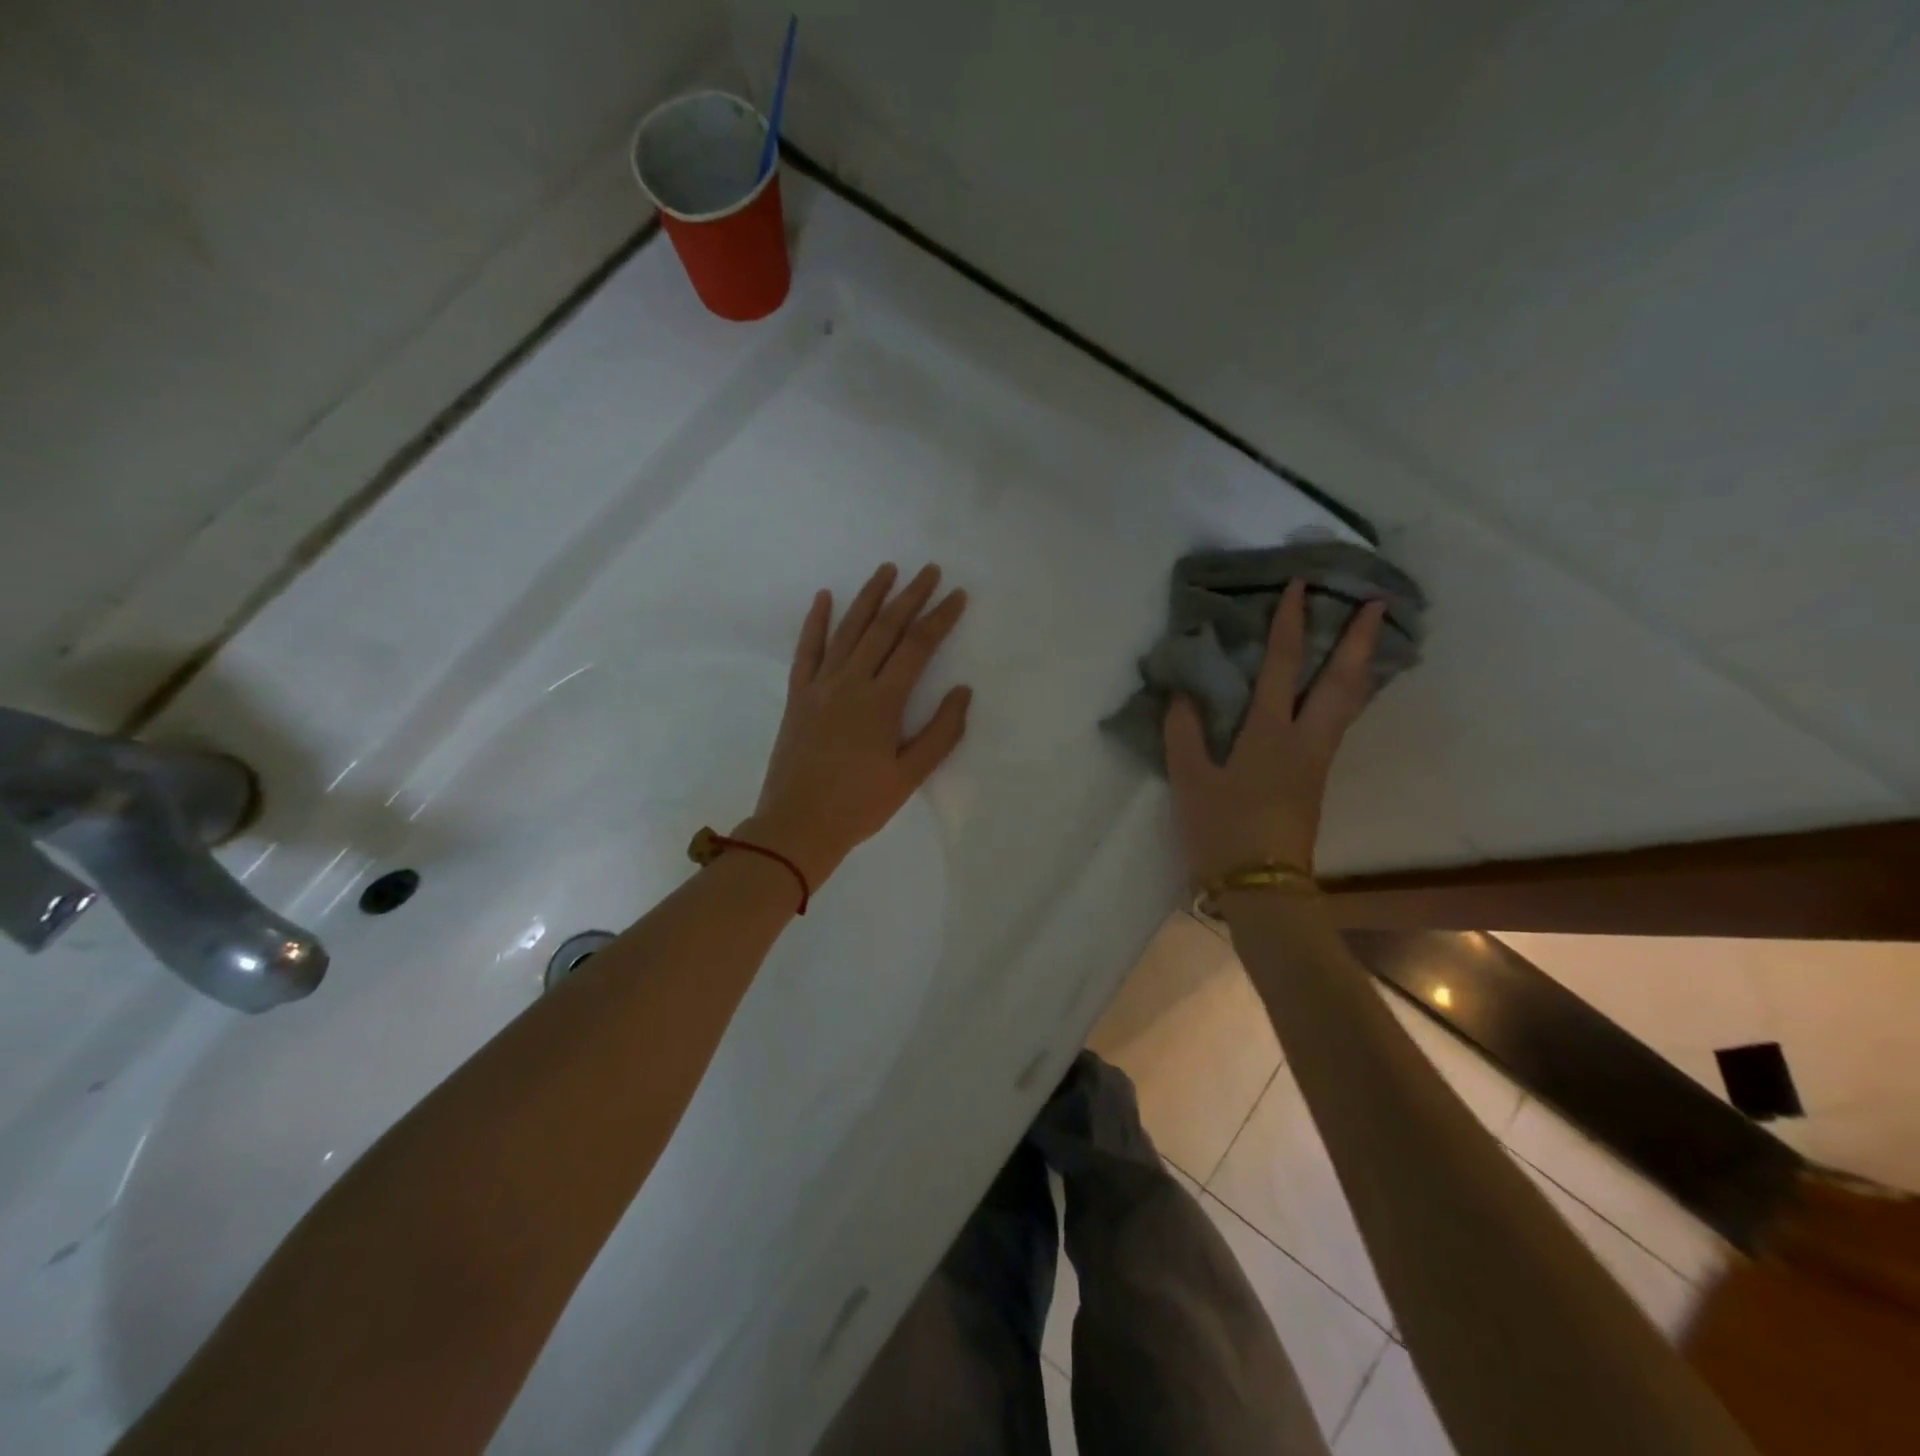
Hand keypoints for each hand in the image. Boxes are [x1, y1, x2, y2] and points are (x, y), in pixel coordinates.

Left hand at [742, 563, 970, 885]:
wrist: (797, 826)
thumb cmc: (859, 805)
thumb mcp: (910, 776)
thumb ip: (940, 732)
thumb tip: (962, 691)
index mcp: (882, 701)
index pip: (917, 646)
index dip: (939, 618)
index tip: (956, 595)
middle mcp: (851, 682)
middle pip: (884, 628)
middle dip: (910, 596)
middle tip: (929, 570)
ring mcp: (820, 686)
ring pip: (848, 630)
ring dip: (869, 597)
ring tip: (887, 570)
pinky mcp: (798, 696)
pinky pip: (807, 650)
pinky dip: (815, 622)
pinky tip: (824, 597)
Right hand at [1166, 580, 1384, 885]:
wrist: (1264, 885)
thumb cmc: (1224, 829)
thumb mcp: (1191, 780)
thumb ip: (1185, 732)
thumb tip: (1184, 691)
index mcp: (1270, 733)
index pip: (1282, 666)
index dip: (1290, 623)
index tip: (1300, 585)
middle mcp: (1305, 739)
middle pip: (1342, 680)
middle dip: (1360, 638)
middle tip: (1379, 602)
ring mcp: (1318, 758)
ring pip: (1350, 701)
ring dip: (1363, 663)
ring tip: (1373, 636)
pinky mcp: (1317, 776)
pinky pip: (1341, 720)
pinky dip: (1350, 692)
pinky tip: (1344, 688)